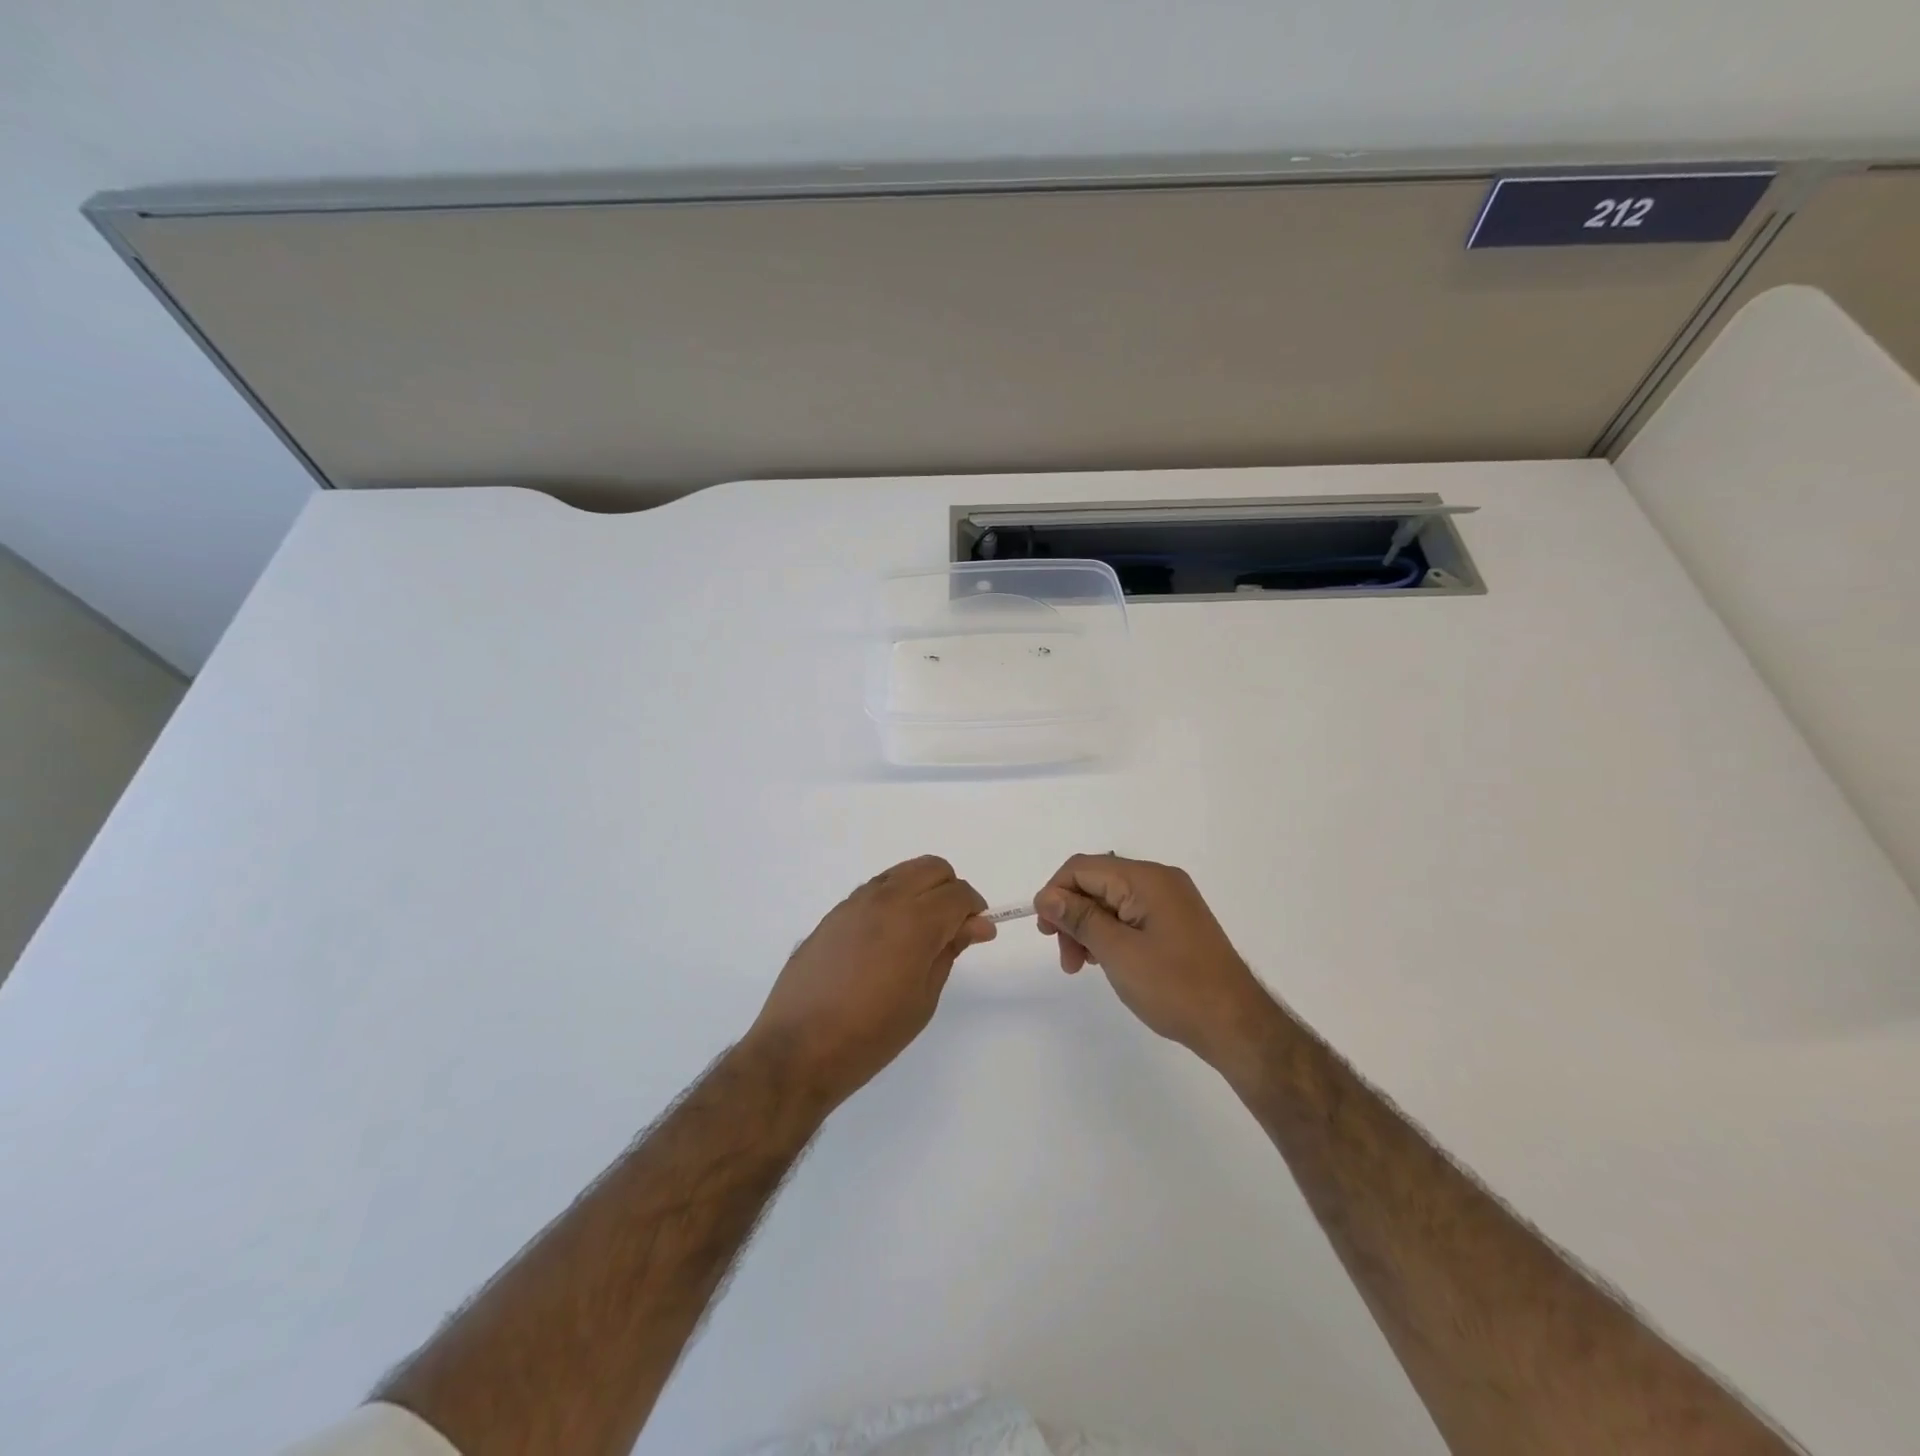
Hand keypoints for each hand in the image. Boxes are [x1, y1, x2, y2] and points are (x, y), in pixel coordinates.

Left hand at [745, 856, 992, 1108]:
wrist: (798, 1048)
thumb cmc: (871, 1034)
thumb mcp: (924, 998)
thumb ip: (949, 951)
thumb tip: (976, 925)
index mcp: (915, 920)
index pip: (959, 893)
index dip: (975, 910)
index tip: (977, 934)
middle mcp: (885, 899)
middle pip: (932, 868)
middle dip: (950, 890)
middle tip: (951, 929)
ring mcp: (855, 902)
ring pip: (902, 872)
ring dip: (920, 890)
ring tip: (918, 933)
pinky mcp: (834, 914)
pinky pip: (874, 889)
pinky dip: (893, 899)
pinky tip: (887, 939)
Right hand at [1035, 854, 1268, 1067]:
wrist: (1236, 1025)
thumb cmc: (1174, 987)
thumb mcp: (1117, 952)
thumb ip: (1079, 918)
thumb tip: (1046, 896)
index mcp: (1146, 878)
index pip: (1083, 868)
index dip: (1055, 893)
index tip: (1044, 932)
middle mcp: (1160, 880)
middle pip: (1096, 882)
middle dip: (1071, 914)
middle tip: (1066, 958)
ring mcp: (1171, 900)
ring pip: (1111, 900)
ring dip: (1088, 927)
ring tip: (1082, 966)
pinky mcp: (1176, 921)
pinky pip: (1131, 914)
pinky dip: (1110, 933)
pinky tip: (1106, 961)